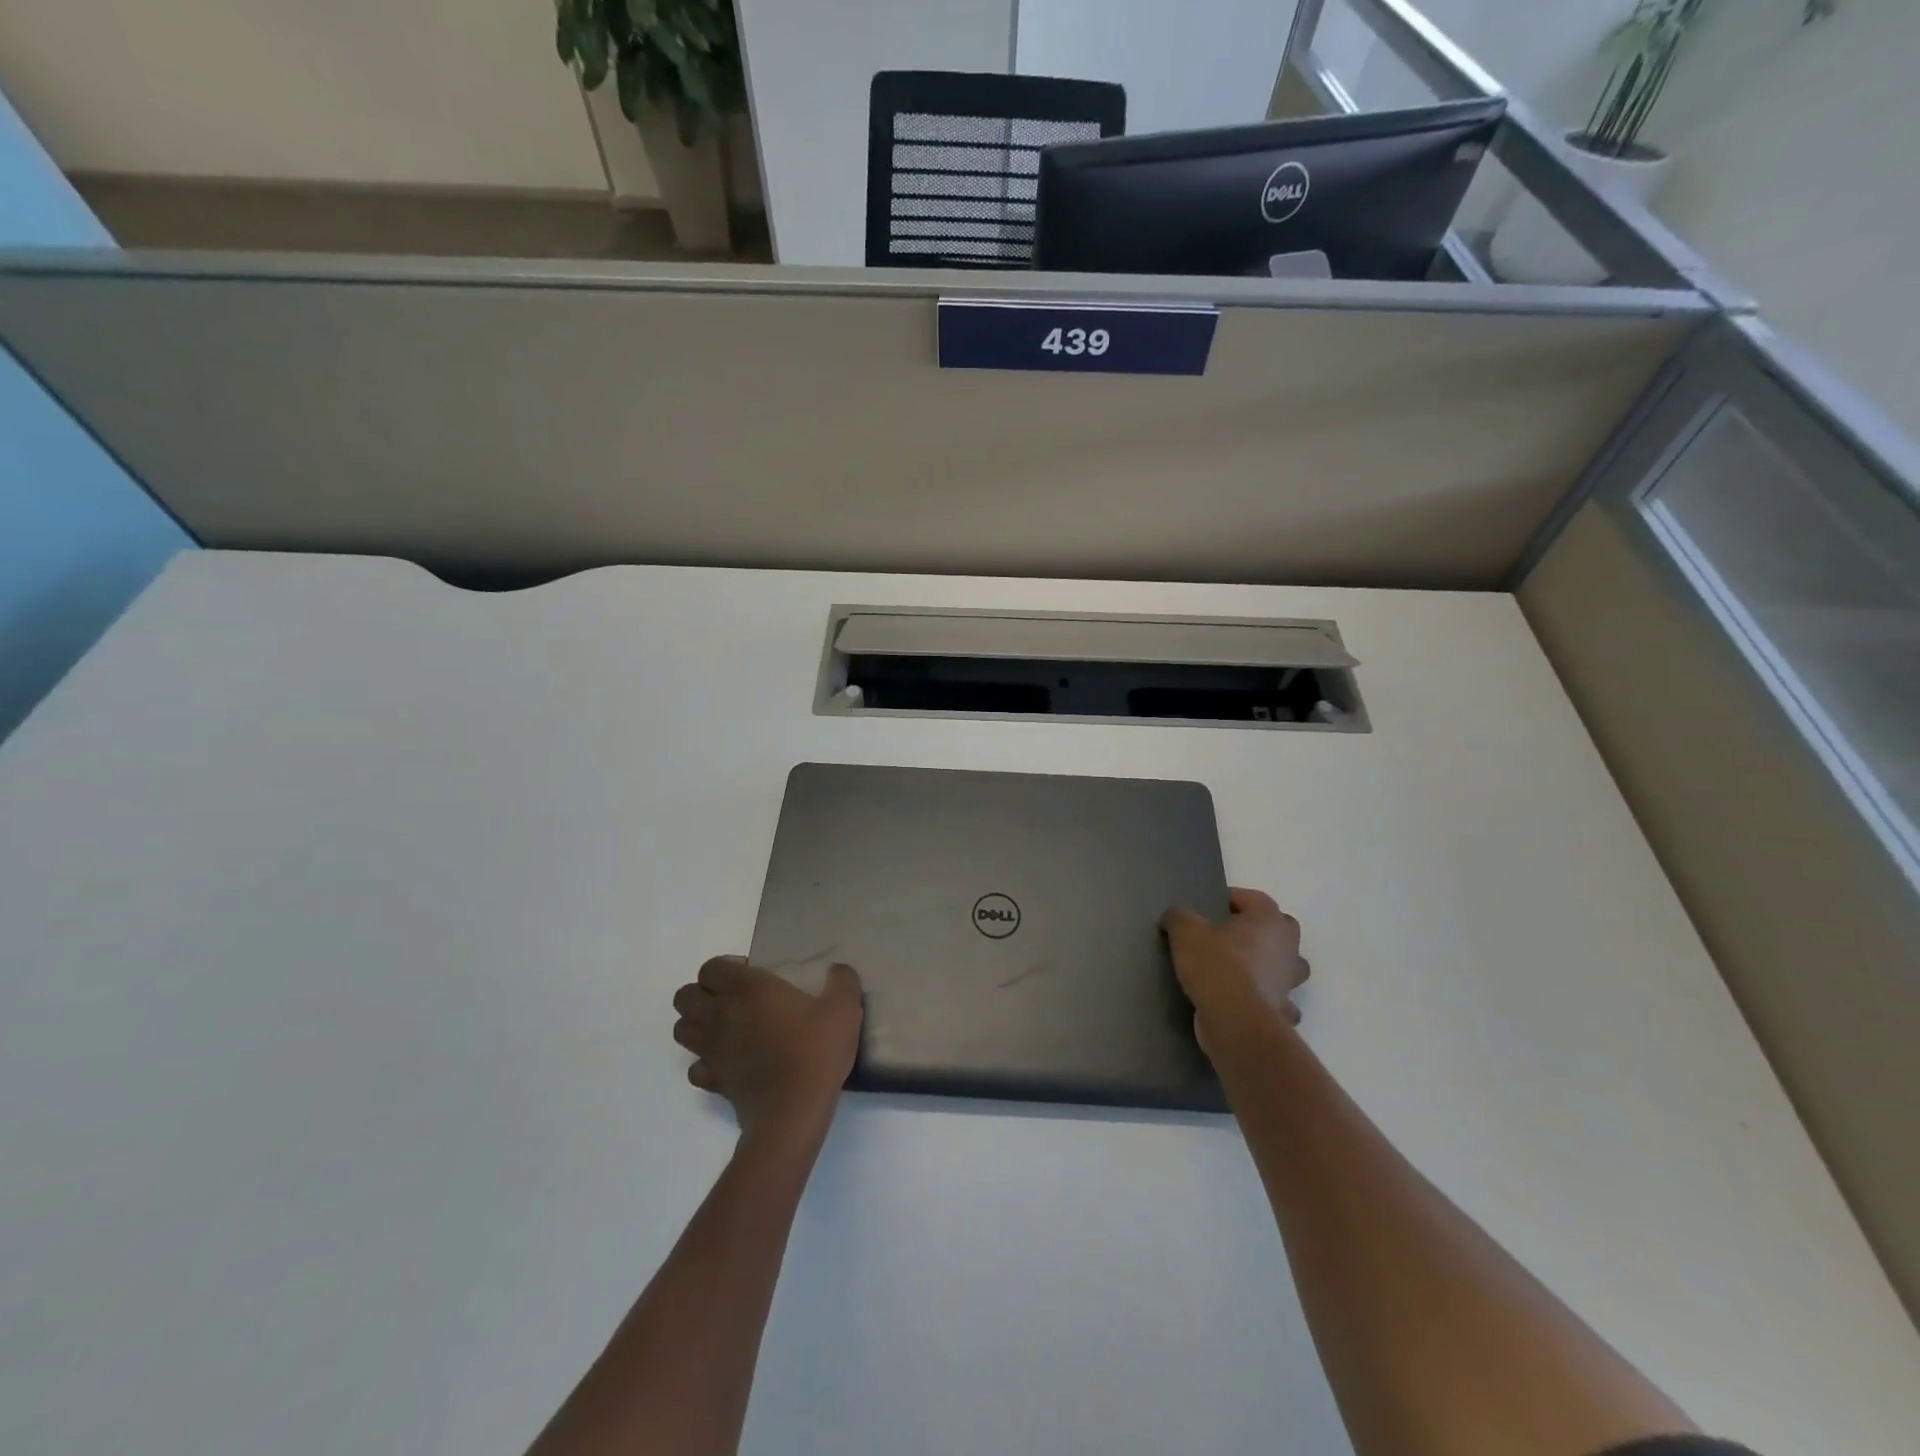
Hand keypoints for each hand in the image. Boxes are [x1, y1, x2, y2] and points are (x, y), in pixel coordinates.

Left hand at [672, 957, 863, 1145]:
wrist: (793, 1112)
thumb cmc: (815, 1052)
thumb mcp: (844, 1008)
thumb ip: (843, 981)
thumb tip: (838, 970)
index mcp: (747, 988)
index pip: (711, 967)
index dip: (726, 968)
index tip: (753, 975)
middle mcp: (720, 1014)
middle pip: (684, 996)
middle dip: (702, 994)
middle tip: (734, 999)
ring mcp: (712, 1050)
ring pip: (682, 1029)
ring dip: (697, 1025)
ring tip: (727, 1028)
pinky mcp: (713, 1081)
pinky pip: (695, 1067)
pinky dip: (706, 1062)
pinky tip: (729, 1062)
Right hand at [1160, 888, 1309, 1054]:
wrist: (1234, 1021)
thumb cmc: (1216, 965)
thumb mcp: (1186, 932)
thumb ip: (1179, 917)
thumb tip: (1175, 916)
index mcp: (1269, 920)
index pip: (1254, 898)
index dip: (1231, 899)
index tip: (1208, 909)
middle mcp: (1288, 947)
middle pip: (1280, 929)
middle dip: (1259, 931)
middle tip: (1228, 936)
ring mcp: (1290, 982)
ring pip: (1286, 966)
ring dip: (1270, 966)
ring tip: (1241, 970)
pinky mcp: (1284, 1011)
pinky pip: (1279, 1000)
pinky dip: (1267, 1000)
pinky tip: (1246, 1002)